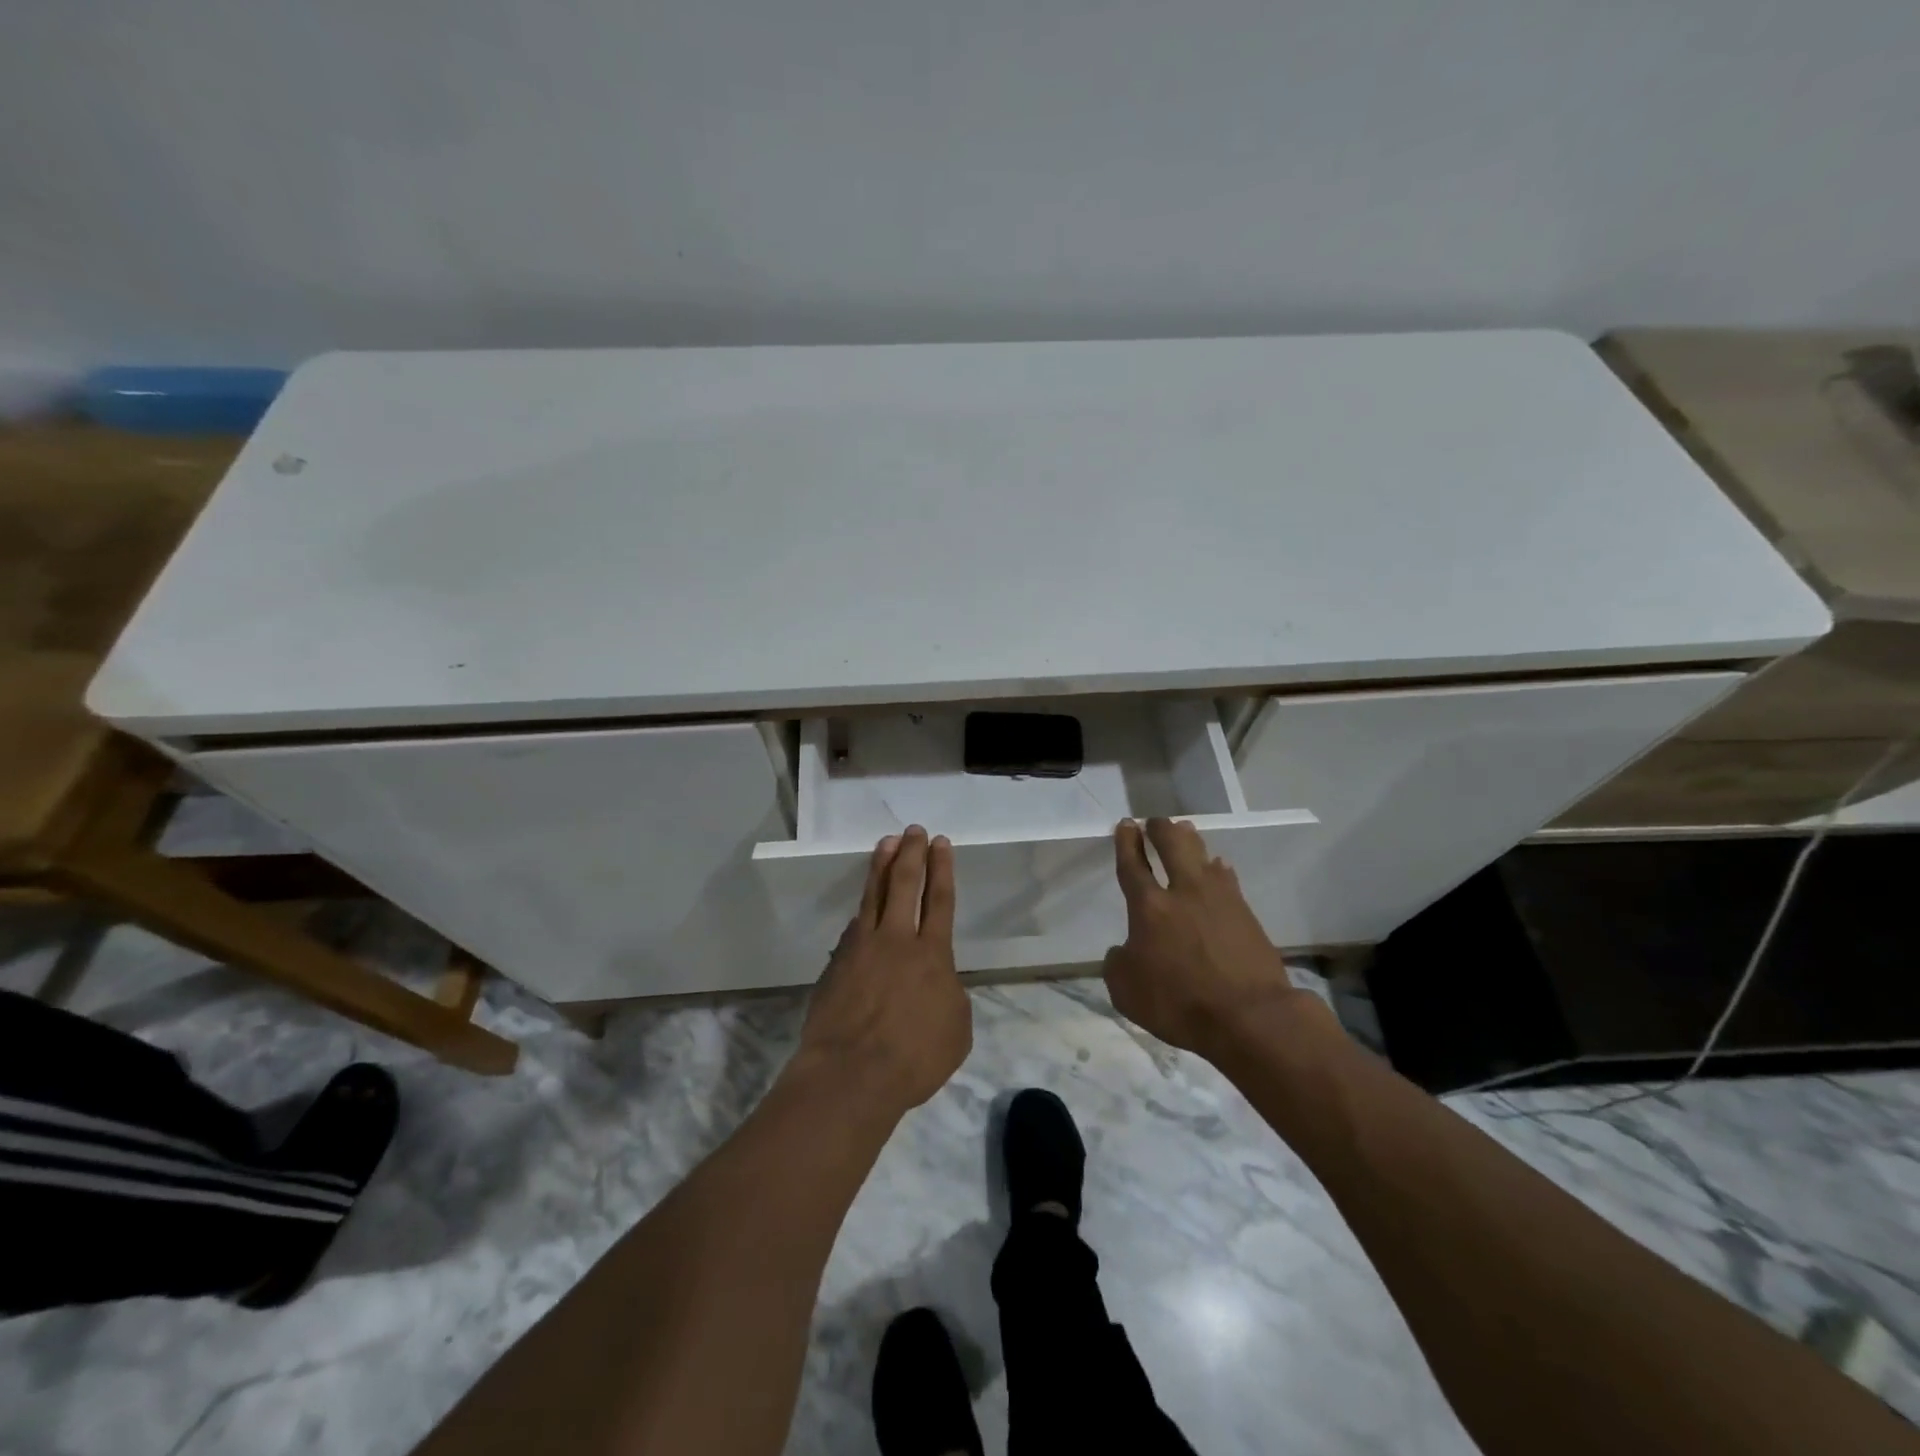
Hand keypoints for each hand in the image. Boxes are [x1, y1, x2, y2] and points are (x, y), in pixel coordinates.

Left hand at [790, 826, 971, 1115]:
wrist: (851, 1074)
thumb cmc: (914, 1058)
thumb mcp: (956, 1030)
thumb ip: (949, 995)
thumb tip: (937, 981)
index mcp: (933, 954)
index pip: (940, 900)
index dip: (942, 869)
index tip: (940, 843)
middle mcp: (898, 940)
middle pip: (906, 884)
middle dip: (912, 853)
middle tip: (913, 830)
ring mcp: (862, 948)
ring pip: (874, 895)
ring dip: (881, 866)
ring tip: (886, 844)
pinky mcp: (836, 963)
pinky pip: (854, 927)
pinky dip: (863, 910)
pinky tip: (864, 905)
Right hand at [1103, 818, 1314, 1058]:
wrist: (1249, 1017)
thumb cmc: (1179, 1004)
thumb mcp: (1126, 991)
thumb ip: (1118, 963)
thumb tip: (1125, 950)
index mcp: (1149, 907)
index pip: (1133, 865)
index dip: (1127, 842)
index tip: (1127, 824)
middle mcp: (1184, 893)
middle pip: (1173, 846)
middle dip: (1161, 829)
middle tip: (1156, 821)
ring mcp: (1220, 899)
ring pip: (1203, 856)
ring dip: (1191, 841)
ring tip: (1186, 831)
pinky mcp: (1246, 914)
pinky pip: (1227, 879)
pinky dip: (1217, 870)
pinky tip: (1218, 869)